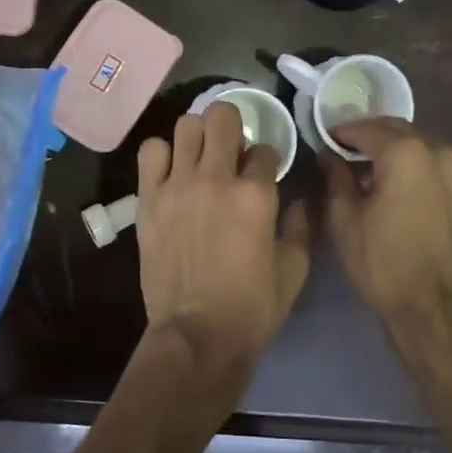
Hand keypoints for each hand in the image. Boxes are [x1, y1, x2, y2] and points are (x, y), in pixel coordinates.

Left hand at [136, 102, 311, 377]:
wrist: (197, 335)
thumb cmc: (252, 307)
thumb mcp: (294, 269)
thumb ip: (302, 226)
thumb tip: (299, 200)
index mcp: (256, 195)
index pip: (265, 150)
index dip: (267, 161)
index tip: (262, 175)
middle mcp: (216, 179)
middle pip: (223, 117)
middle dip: (234, 127)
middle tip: (232, 150)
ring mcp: (178, 186)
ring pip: (186, 125)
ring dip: (198, 136)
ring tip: (200, 157)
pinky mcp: (149, 199)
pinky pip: (151, 151)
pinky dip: (163, 154)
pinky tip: (171, 172)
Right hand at [321, 119, 451, 386]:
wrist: (437, 310)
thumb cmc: (383, 263)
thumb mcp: (345, 220)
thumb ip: (336, 178)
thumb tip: (331, 157)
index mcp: (407, 153)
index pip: (369, 129)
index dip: (344, 132)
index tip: (328, 140)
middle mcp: (442, 153)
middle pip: (400, 133)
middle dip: (374, 138)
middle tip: (349, 153)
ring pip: (424, 150)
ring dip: (399, 154)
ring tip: (378, 175)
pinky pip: (441, 171)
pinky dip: (421, 172)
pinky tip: (406, 194)